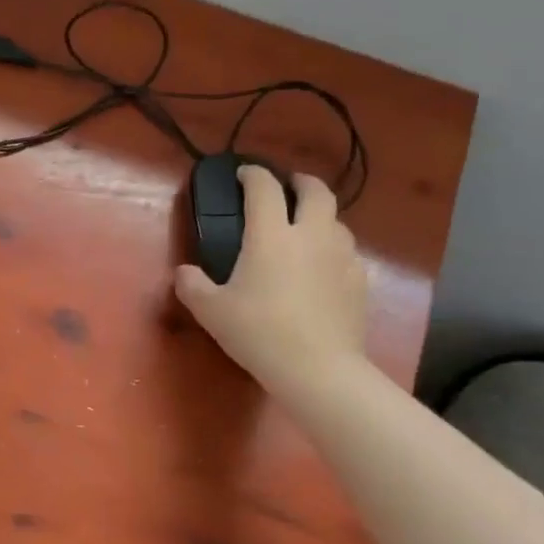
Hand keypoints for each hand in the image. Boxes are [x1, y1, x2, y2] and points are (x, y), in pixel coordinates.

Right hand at [174, 167, 368, 399]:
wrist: (318, 369)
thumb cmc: (259, 332)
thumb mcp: (211, 311)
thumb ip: (192, 285)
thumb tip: (184, 272)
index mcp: (272, 235)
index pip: (264, 188)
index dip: (253, 175)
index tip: (243, 174)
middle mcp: (311, 236)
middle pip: (316, 191)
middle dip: (300, 182)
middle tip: (286, 187)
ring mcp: (341, 257)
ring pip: (337, 221)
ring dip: (320, 216)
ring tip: (304, 230)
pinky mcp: (359, 281)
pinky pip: (346, 252)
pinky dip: (332, 249)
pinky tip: (321, 269)